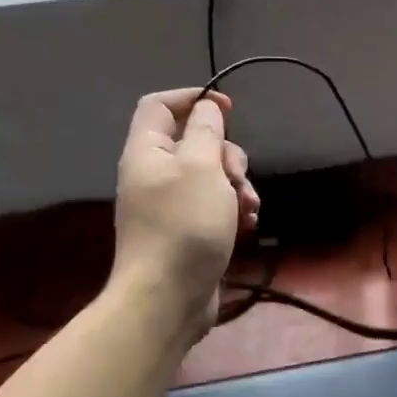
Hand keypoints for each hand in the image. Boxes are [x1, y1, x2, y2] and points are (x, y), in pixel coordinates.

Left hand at [109, 88, 260, 335]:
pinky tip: (247, 225)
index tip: (228, 108)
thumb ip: (206, 131)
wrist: (168, 298)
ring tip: (248, 208)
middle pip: (194, 143)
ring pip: (210, 177)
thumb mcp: (202, 167)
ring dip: (236, 186)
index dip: (193, 98)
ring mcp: (169, 206)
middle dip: (226, 154)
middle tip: (236, 175)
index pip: (160, 105)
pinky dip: (232, 211)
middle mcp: (154, 175)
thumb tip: (206, 107)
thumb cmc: (185, 224)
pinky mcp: (186, 232)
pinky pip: (213, 207)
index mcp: (148, 152)